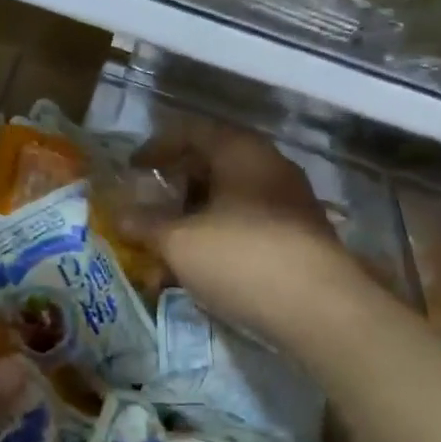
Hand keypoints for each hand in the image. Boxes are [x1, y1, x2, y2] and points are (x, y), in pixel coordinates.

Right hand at [137, 122, 358, 340]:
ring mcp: (290, 201)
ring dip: (196, 215)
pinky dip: (220, 235)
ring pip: (231, 197)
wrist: (321, 310)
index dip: (156, 147)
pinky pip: (249, 223)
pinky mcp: (301, 236)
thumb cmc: (242, 257)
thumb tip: (119, 216)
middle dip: (176, 185)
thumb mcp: (180, 242)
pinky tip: (203, 266)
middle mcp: (269, 166)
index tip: (132, 169)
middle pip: (213, 163)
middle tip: (149, 205)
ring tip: (170, 243)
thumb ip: (146, 225)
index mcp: (241, 151)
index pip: (191, 131)